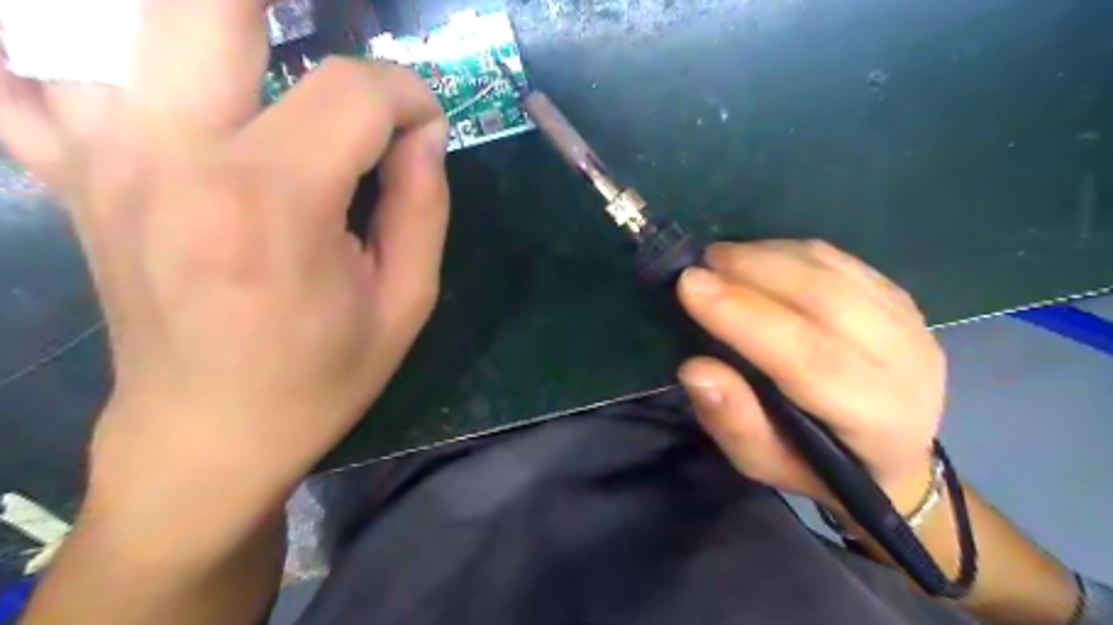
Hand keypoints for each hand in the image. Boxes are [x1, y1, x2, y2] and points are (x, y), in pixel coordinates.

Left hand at [0, 0, 445, 507]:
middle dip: (289, 6)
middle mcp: (173, 159)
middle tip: (337, 52)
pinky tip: (133, 70)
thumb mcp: (406, 304)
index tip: (425, 126)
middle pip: (208, 3)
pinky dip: (59, 45)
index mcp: (273, 207)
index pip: (351, 93)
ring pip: (107, 16)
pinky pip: (22, 71)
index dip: (407, 95)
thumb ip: (424, 207)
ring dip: (198, 21)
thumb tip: (423, 135)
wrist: (207, 436)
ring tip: (258, 49)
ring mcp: (102, 157)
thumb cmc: (322, 378)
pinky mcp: (70, 172)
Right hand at [674, 242, 942, 514]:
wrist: (891, 458)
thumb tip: (694, 368)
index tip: (690, 284)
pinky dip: (792, 251)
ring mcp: (910, 324)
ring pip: (833, 271)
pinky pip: (841, 261)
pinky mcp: (901, 299)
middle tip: (700, 263)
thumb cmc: (814, 464)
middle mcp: (905, 365)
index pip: (806, 357)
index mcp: (874, 419)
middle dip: (752, 272)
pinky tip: (758, 257)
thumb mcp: (763, 462)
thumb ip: (732, 420)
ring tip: (721, 257)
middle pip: (825, 300)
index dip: (743, 316)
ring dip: (769, 255)